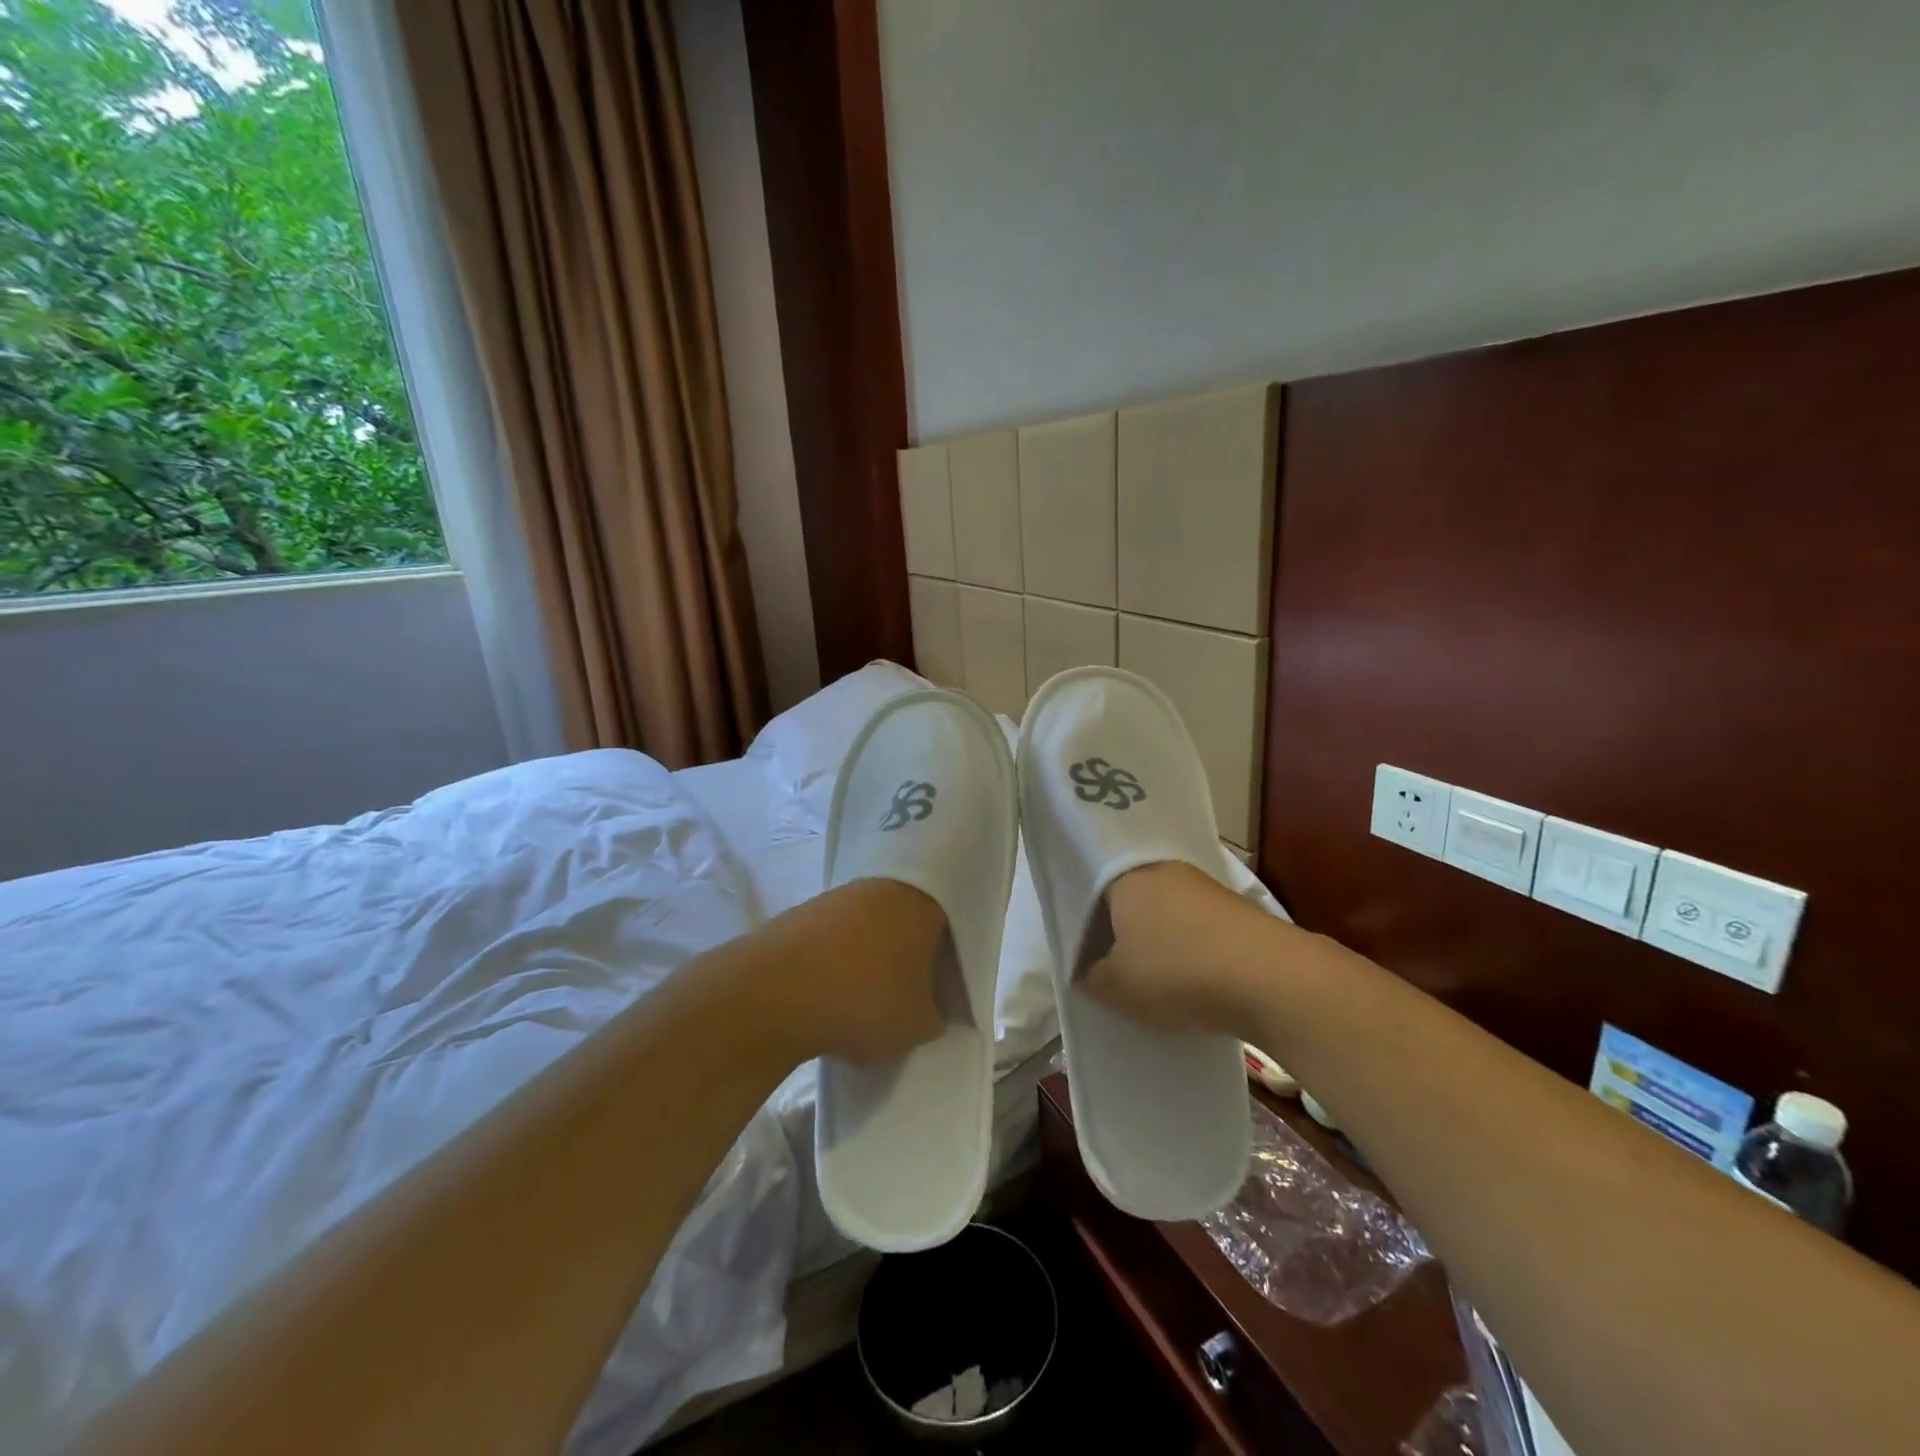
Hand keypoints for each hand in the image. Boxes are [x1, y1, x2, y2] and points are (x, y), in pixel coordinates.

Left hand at [769, 879, 949, 1065]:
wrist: (771, 993)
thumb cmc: (862, 1001)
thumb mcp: (916, 1026)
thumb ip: (935, 1016)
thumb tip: (933, 1011)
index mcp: (923, 903)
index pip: (953, 920)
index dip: (952, 954)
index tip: (944, 985)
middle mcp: (885, 887)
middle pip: (910, 917)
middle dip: (912, 952)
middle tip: (911, 991)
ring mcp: (840, 895)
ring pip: (872, 923)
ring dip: (874, 954)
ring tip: (868, 995)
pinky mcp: (804, 910)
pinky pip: (837, 932)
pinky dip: (840, 956)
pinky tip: (833, 990)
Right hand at [1080, 860, 1266, 1037]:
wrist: (1273, 979)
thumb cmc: (1178, 971)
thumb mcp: (1116, 986)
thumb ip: (1089, 976)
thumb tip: (1083, 970)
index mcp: (1124, 875)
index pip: (1087, 885)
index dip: (1078, 917)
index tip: (1076, 946)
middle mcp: (1162, 869)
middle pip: (1127, 895)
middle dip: (1116, 927)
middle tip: (1105, 962)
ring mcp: (1203, 886)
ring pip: (1162, 909)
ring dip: (1153, 937)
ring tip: (1145, 974)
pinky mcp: (1235, 908)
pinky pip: (1193, 924)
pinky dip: (1185, 946)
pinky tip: (1186, 976)